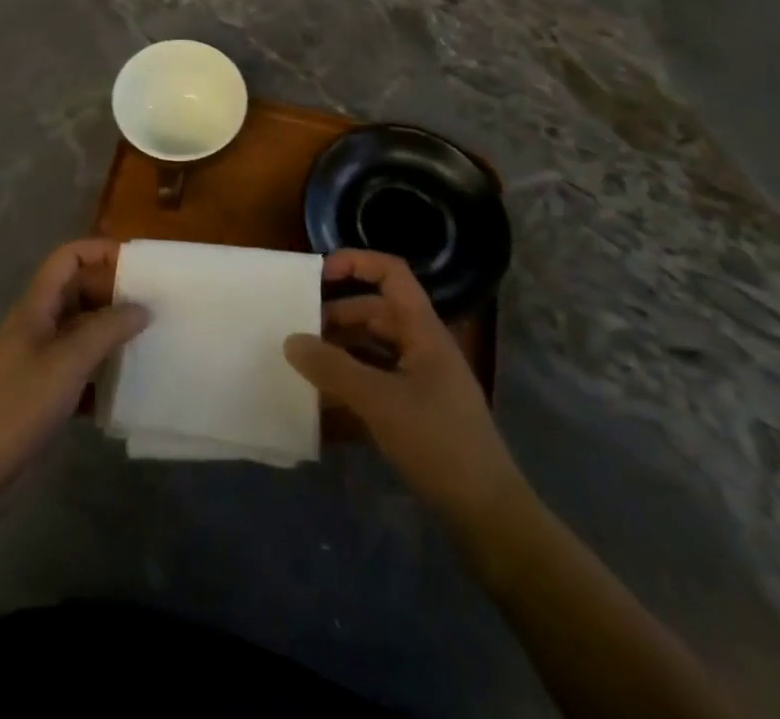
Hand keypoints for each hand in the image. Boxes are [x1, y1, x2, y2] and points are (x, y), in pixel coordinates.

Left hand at [0, 239, 147, 496]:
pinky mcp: (44, 391)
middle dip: (113, 294)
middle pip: (78, 292)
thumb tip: (142, 307)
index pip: (68, 258)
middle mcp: (37, 324)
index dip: (100, 251)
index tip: (138, 266)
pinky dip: (101, 371)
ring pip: (82, 331)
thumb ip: (106, 329)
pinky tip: (127, 386)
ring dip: (111, 333)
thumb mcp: (68, 362)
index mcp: (36, 306)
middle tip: (153, 306)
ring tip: (149, 340)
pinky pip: (79, 368)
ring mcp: (39, 359)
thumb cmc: (19, 405)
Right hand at [285, 250, 524, 533]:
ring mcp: (421, 382)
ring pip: (372, 350)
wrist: (488, 517)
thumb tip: (291, 340)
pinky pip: (376, 385)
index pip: (392, 274)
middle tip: (299, 333)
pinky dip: (350, 388)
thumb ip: (332, 368)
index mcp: (423, 331)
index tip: (319, 275)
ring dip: (340, 354)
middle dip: (336, 317)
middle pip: (375, 313)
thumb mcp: (379, 402)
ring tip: (304, 367)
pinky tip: (322, 407)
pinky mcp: (416, 414)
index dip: (357, 263)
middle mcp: (422, 348)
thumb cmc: (439, 443)